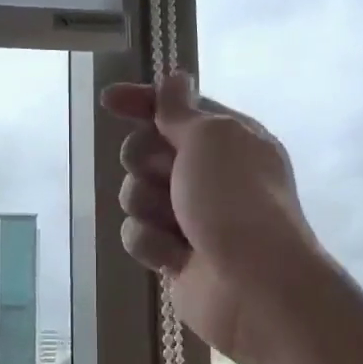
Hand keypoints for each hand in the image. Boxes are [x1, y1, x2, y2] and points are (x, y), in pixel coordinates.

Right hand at [102, 72, 318, 359]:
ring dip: (147, 204)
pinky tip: (174, 256)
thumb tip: (176, 78)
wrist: (255, 285)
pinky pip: (138, 234)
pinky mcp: (173, 254)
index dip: (142, 101)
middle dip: (144, 160)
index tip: (108, 100)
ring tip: (175, 223)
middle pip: (146, 150)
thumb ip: (181, 110)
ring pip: (136, 193)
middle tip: (165, 174)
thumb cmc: (235, 199)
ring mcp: (190, 215)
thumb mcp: (210, 138)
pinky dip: (151, 242)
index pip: (176, 108)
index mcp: (227, 139)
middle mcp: (209, 173)